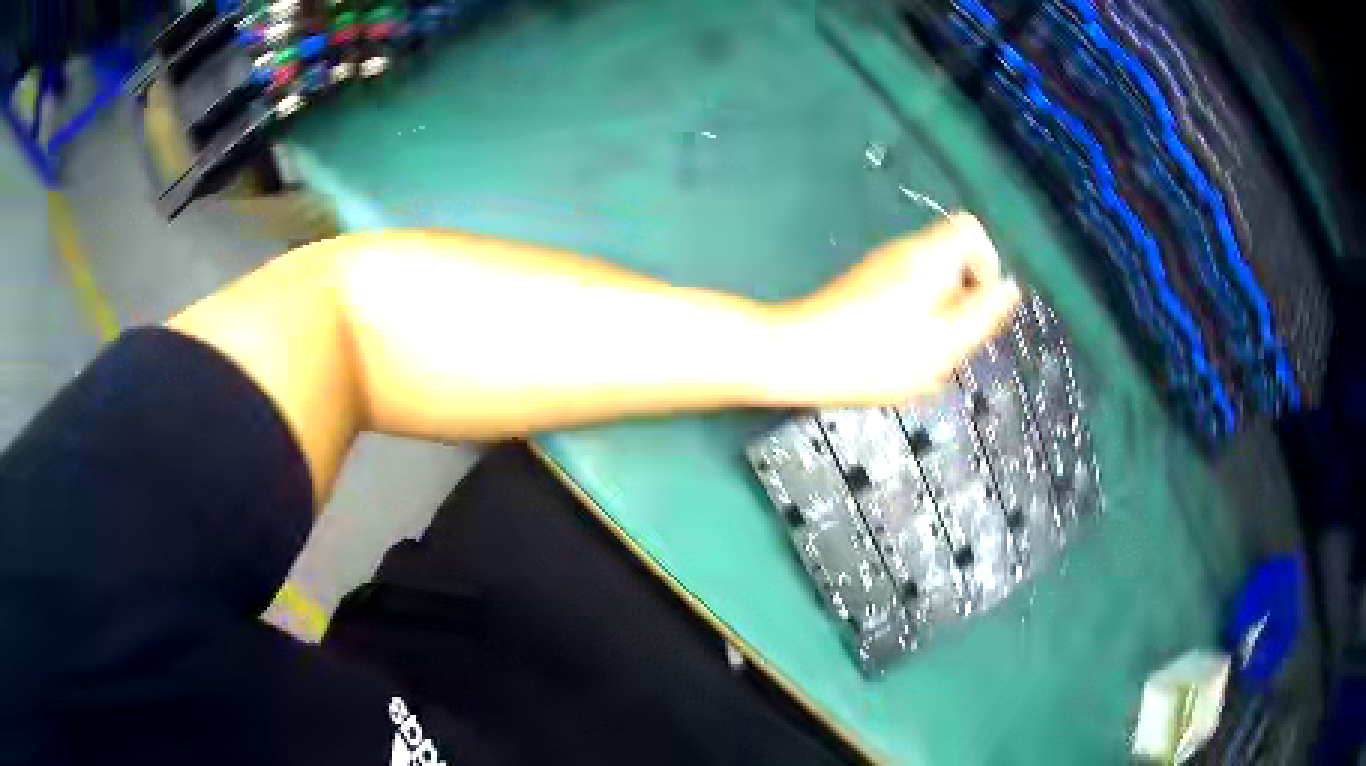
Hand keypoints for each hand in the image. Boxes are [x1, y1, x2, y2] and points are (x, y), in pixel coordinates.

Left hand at [766, 214, 1019, 405]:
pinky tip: (898, 355)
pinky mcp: (864, 288)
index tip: (978, 306)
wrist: (796, 357)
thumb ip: (983, 314)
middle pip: (953, 259)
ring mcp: (880, 268)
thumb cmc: (876, 355)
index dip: (986, 264)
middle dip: (963, 300)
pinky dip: (915, 322)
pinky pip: (907, 296)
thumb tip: (1010, 287)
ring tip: (924, 354)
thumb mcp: (944, 343)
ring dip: (940, 318)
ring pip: (931, 283)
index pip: (971, 229)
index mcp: (929, 255)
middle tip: (950, 340)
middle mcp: (904, 252)